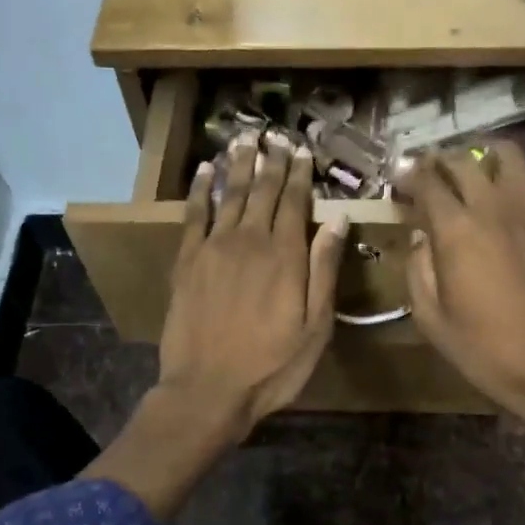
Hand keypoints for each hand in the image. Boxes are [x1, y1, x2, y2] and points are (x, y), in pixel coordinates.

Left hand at [159, 136, 348, 439]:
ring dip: (239, 164)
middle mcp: (250, 241)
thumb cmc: (271, 367)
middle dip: (271, 161)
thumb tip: (338, 219)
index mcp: (286, 256)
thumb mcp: (315, 327)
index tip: (302, 150)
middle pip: (262, 191)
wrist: (208, 389)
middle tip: (276, 135)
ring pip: (230, 194)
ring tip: (244, 138)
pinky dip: (201, 190)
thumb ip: (324, 270)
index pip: (295, 202)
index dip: (299, 174)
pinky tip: (206, 172)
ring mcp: (214, 249)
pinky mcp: (186, 262)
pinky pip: (195, 215)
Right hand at [402, 143, 524, 445]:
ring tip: (466, 174)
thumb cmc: (484, 350)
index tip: (398, 181)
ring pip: (506, 157)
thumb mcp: (431, 319)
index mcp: (457, 230)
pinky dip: (506, 179)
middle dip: (439, 161)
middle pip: (464, 161)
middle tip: (426, 174)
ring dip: (480, 157)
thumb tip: (420, 239)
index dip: (408, 176)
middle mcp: (493, 207)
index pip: (428, 182)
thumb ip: (418, 270)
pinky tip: (496, 202)